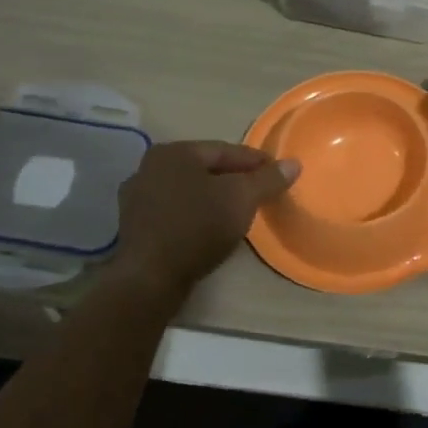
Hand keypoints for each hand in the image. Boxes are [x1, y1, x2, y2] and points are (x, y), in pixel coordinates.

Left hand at [114, 141, 300, 293]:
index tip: (278, 172)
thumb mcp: (242, 199)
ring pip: (189, 191)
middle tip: (260, 192)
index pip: (225, 150)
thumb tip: (294, 164)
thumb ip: (268, 179)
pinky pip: (175, 212)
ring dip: (214, 198)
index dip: (256, 161)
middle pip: (205, 169)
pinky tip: (211, 228)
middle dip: (234, 179)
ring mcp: (137, 198)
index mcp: (173, 152)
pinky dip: (195, 215)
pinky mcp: (134, 227)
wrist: (149, 278)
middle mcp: (149, 167)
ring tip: (239, 211)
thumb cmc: (197, 226)